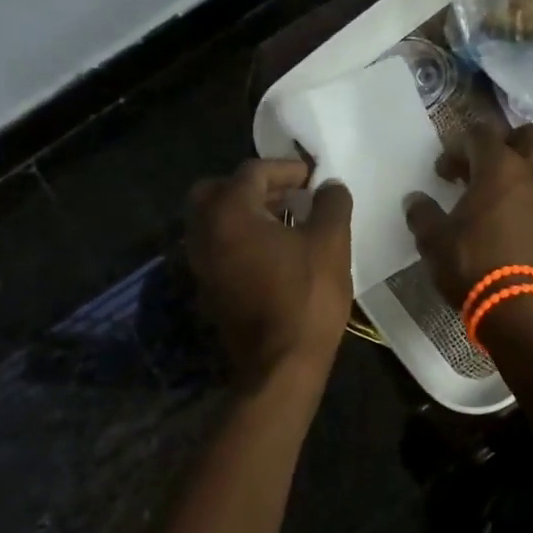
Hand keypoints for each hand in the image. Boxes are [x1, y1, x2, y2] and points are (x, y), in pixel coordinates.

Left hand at [186, 159, 352, 383]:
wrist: (280, 364)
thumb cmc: (306, 296)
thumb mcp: (331, 242)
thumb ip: (331, 204)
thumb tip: (330, 186)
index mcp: (229, 212)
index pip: (253, 171)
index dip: (286, 169)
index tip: (313, 178)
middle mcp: (204, 231)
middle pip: (218, 190)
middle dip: (254, 186)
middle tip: (287, 194)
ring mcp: (201, 261)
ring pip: (214, 219)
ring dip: (245, 210)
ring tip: (285, 219)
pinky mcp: (207, 285)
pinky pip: (217, 244)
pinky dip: (239, 235)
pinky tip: (273, 249)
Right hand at [404, 123, 532, 307]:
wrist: (521, 307)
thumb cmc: (474, 266)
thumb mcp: (434, 241)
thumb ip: (422, 214)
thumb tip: (415, 200)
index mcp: (498, 167)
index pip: (480, 134)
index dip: (458, 146)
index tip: (444, 172)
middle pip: (529, 134)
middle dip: (506, 142)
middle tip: (486, 166)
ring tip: (522, 177)